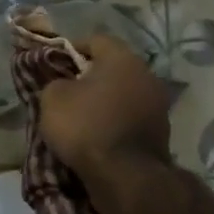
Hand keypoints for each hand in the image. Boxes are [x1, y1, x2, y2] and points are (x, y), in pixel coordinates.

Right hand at [36, 32, 171, 205]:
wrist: (124, 173)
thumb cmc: (85, 126)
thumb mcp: (52, 99)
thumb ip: (55, 82)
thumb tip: (64, 85)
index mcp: (121, 59)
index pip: (96, 39)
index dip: (72, 47)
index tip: (55, 63)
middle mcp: (146, 74)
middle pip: (113, 66)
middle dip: (90, 75)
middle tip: (67, 89)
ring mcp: (158, 102)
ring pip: (124, 91)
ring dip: (105, 99)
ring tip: (82, 115)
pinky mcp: (160, 129)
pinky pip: (131, 114)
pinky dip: (115, 119)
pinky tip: (99, 133)